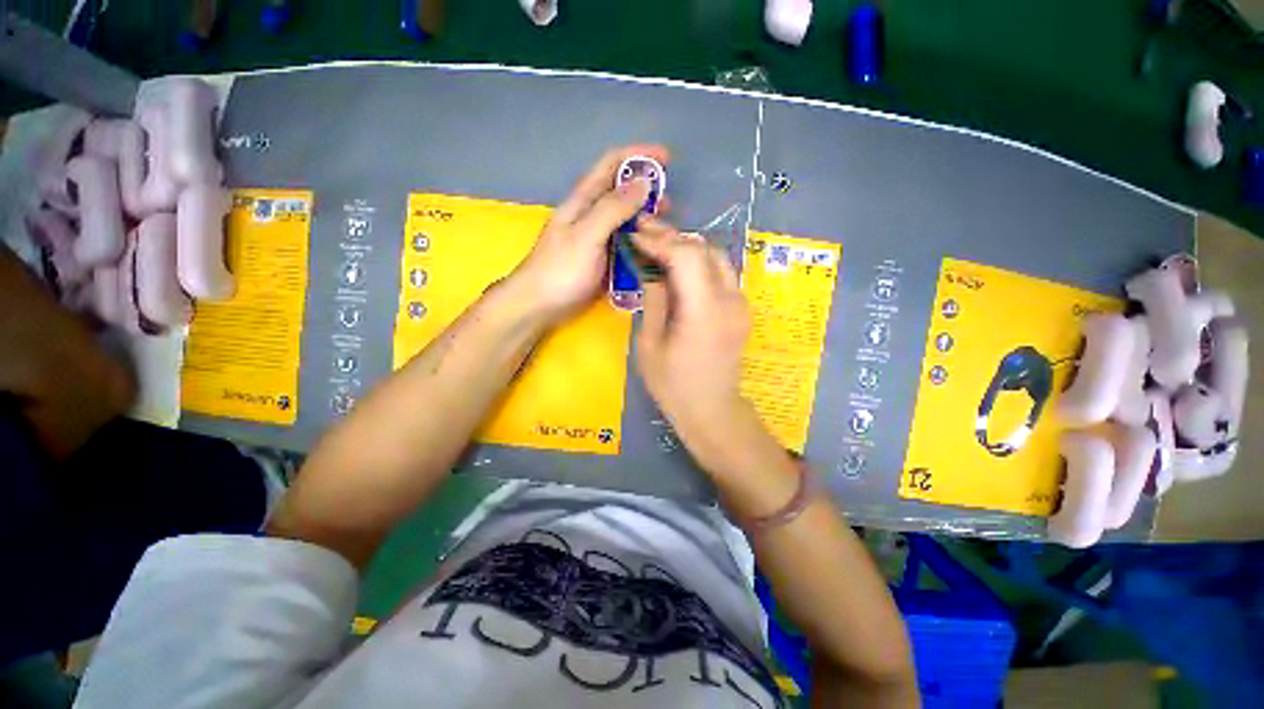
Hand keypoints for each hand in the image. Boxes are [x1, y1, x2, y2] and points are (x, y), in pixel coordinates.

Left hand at [510, 144, 669, 323]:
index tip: (667, 159)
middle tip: (669, 205)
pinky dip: (639, 241)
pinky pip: (624, 242)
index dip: (639, 156)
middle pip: (622, 191)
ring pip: (625, 219)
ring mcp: (596, 237)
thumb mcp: (587, 236)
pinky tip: (650, 250)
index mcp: (584, 200)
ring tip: (663, 229)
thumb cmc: (560, 270)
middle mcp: (591, 214)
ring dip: (645, 218)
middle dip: (647, 191)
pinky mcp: (600, 258)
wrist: (539, 305)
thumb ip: (613, 209)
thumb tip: (643, 182)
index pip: (612, 164)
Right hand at [633, 223, 756, 457]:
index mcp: (703, 311)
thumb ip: (654, 300)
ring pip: (716, 257)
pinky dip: (700, 263)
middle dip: (673, 237)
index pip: (686, 257)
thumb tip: (651, 269)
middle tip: (645, 233)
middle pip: (704, 250)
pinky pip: (722, 273)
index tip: (636, 236)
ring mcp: (740, 304)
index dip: (660, 241)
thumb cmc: (673, 385)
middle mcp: (729, 300)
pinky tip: (680, 268)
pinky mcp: (741, 310)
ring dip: (688, 247)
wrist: (711, 410)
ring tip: (660, 247)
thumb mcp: (650, 344)